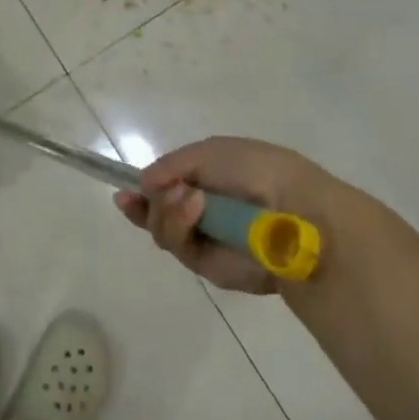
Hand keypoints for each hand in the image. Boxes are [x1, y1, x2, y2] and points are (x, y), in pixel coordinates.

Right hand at [115, 136, 348, 293]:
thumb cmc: (257, 170)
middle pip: (157, 212)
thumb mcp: (210, 152)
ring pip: (162, 230)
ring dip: (166, 211)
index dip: (143, 191)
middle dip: (152, 201)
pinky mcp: (211, 267)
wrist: (295, 210)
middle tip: (163, 191)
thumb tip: (142, 183)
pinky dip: (179, 226)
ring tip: (188, 199)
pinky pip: (179, 248)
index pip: (167, 187)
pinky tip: (193, 208)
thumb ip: (172, 165)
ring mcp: (207, 239)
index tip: (123, 193)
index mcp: (210, 179)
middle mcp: (205, 210)